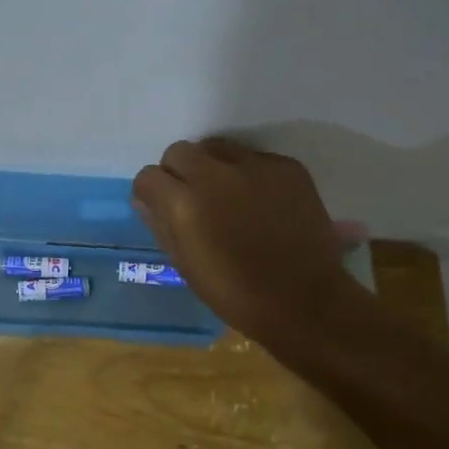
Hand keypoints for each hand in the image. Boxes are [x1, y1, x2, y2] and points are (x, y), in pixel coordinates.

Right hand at [133, 139, 360, 346]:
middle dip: (179, 173)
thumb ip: (160, 224)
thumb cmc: (235, 293)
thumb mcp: (185, 264)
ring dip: (213, 167)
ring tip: (227, 196)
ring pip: (217, 148)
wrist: (304, 301)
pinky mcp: (286, 166)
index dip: (152, 193)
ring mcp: (254, 166)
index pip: (148, 176)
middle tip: (193, 199)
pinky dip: (249, 174)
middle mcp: (215, 174)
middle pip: (179, 151)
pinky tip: (261, 202)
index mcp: (184, 203)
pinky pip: (254, 158)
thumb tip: (144, 200)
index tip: (162, 208)